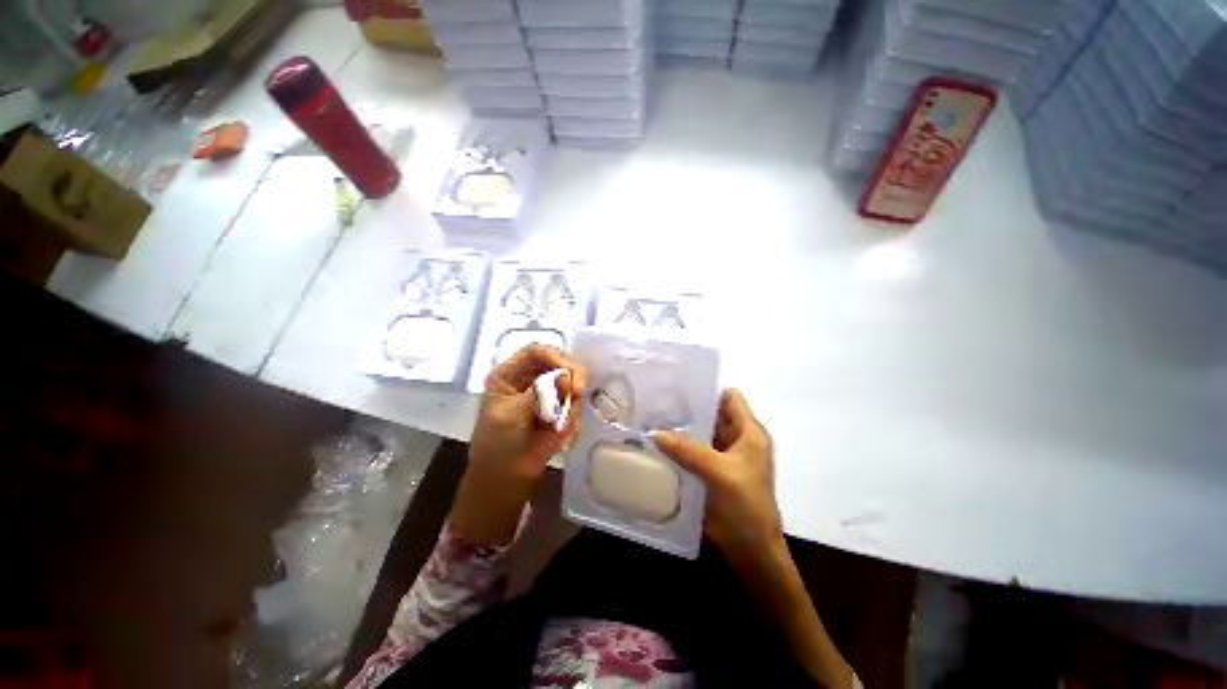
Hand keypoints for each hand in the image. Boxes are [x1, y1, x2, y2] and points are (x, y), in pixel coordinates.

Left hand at [468, 343, 587, 486]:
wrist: (506, 478)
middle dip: (572, 376)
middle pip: (560, 362)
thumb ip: (538, 395)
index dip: (555, 356)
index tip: (570, 373)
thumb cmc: (497, 444)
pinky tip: (559, 435)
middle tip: (577, 393)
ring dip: (570, 404)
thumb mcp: (511, 415)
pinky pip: (576, 405)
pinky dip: (572, 418)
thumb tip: (565, 378)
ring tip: (559, 428)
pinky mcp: (561, 408)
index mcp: (511, 373)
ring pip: (573, 384)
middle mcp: (532, 377)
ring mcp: (549, 392)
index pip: (536, 352)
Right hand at [653, 389, 781, 558]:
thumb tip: (655, 433)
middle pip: (711, 415)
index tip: (678, 387)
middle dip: (688, 410)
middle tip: (657, 402)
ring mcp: (722, 456)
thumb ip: (688, 450)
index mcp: (749, 433)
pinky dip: (678, 448)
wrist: (750, 550)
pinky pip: (692, 452)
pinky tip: (657, 444)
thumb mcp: (719, 472)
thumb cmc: (745, 505)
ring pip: (699, 434)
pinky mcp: (710, 472)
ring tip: (652, 419)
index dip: (707, 390)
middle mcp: (736, 440)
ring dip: (680, 430)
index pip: (729, 398)